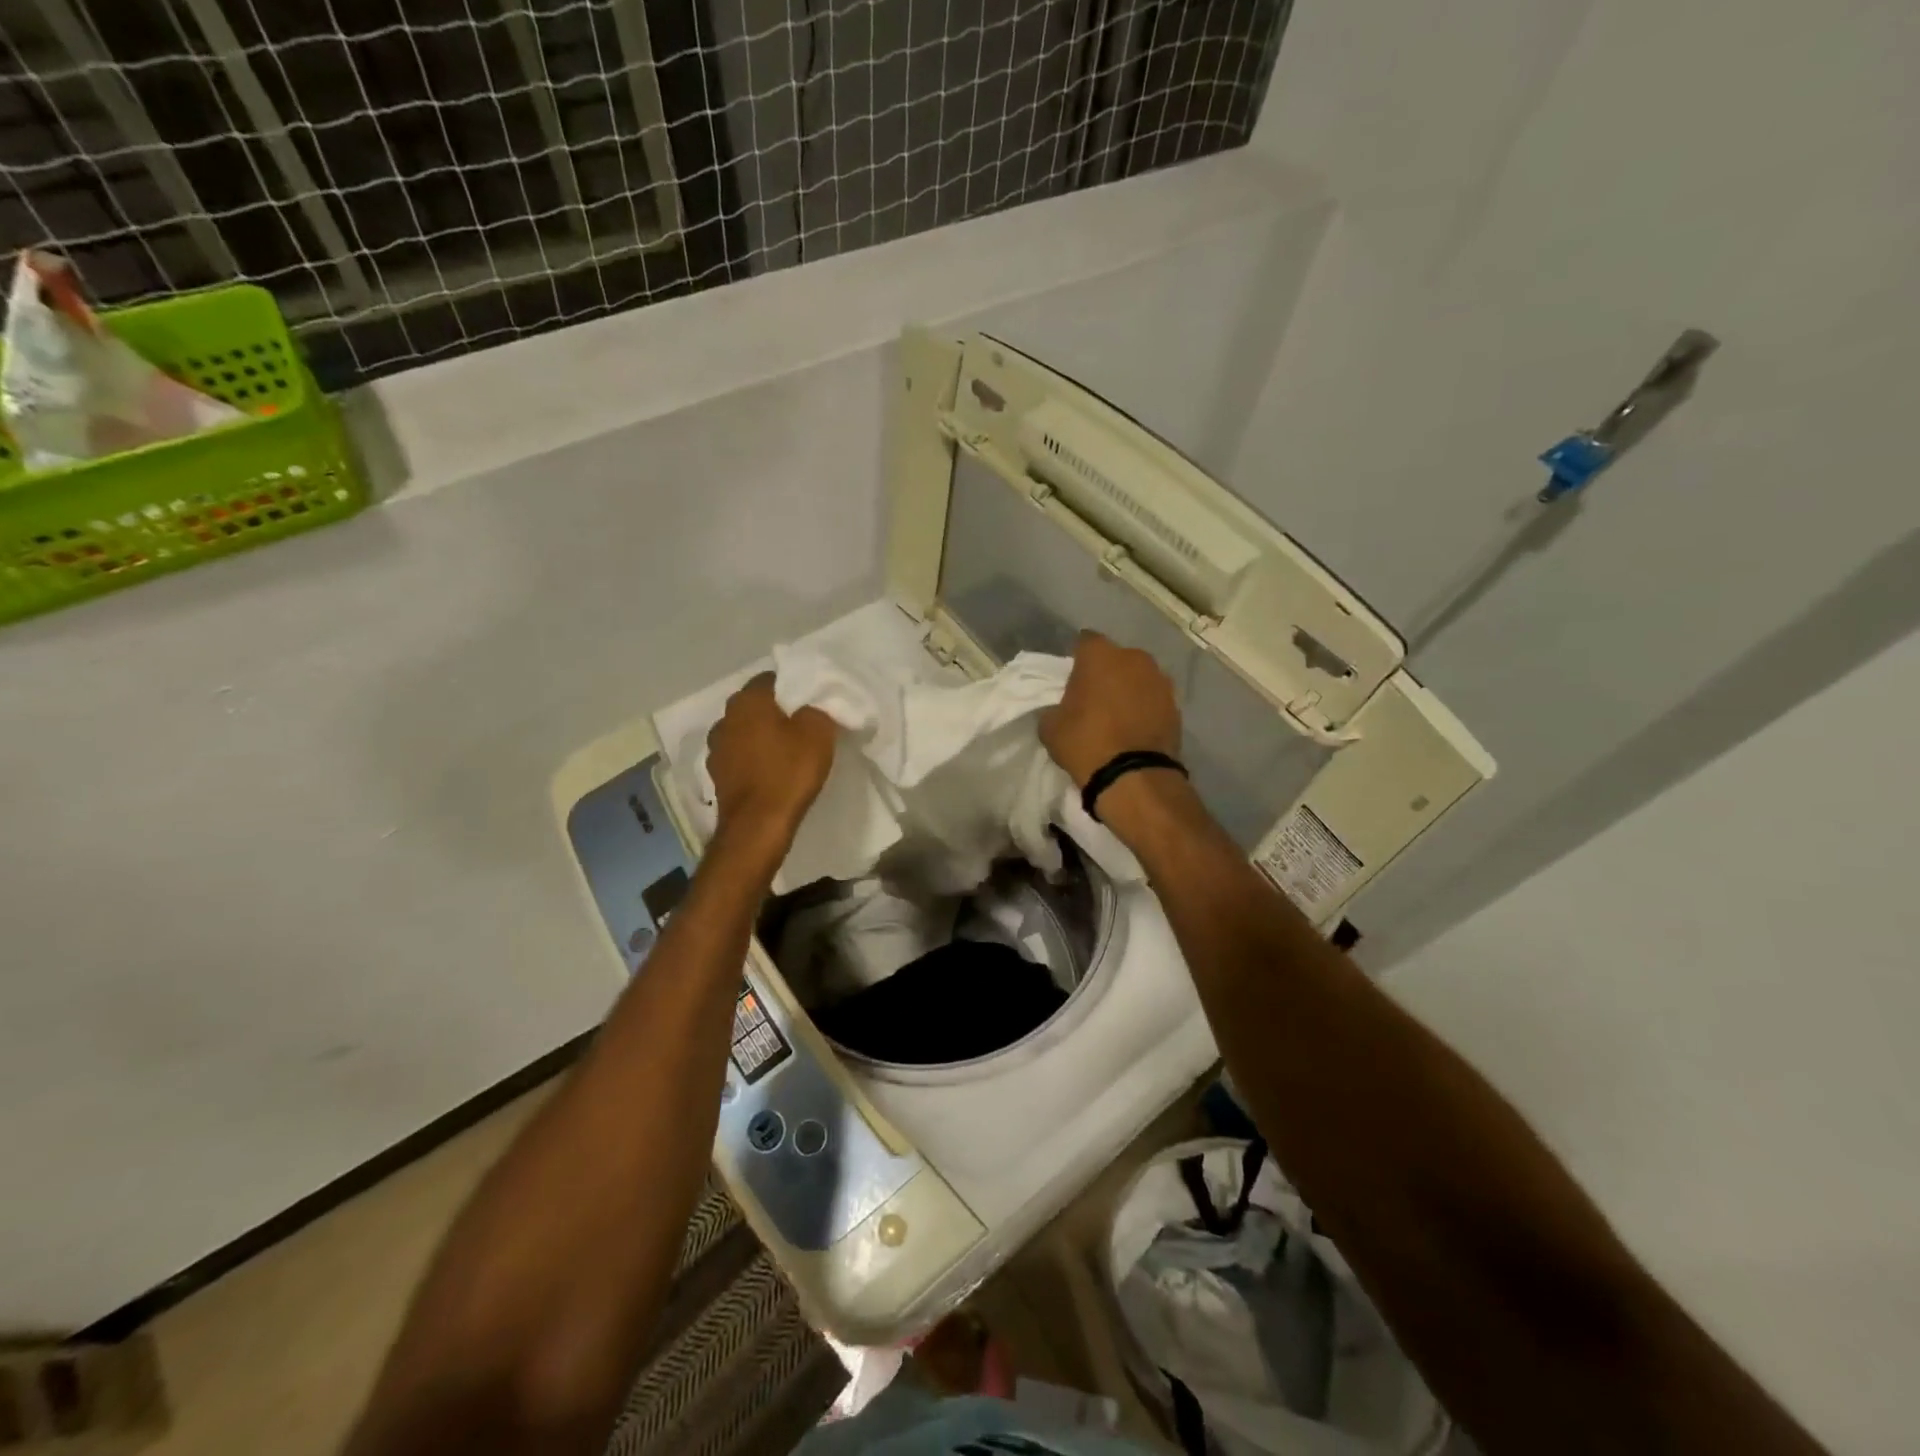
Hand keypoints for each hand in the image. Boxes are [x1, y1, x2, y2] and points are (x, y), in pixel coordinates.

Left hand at [706, 674, 835, 845]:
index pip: (771, 678)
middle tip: (801, 723)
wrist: (757, 825)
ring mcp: (716, 748)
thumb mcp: (818, 733)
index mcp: (747, 700)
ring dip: (760, 737)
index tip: (810, 700)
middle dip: (775, 711)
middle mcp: (725, 718)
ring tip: (785, 750)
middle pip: (755, 706)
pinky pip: (739, 757)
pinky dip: (752, 760)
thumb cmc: (788, 772)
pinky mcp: (716, 775)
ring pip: (744, 732)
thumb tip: (809, 708)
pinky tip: (770, 771)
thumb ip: (816, 710)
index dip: (793, 686)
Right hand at [1040, 631, 1181, 786]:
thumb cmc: (1085, 743)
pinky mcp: (1176, 706)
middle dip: (1107, 672)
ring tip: (1119, 715)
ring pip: (1139, 677)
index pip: (1085, 642)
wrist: (1133, 776)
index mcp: (1100, 655)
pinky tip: (1136, 728)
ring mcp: (1160, 681)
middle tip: (1095, 697)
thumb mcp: (1051, 727)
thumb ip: (1056, 708)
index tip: (1073, 678)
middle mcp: (1134, 658)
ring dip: (1129, 689)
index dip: (1078, 658)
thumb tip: (1064, 710)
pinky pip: (1154, 700)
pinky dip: (1146, 708)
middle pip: (1116, 658)